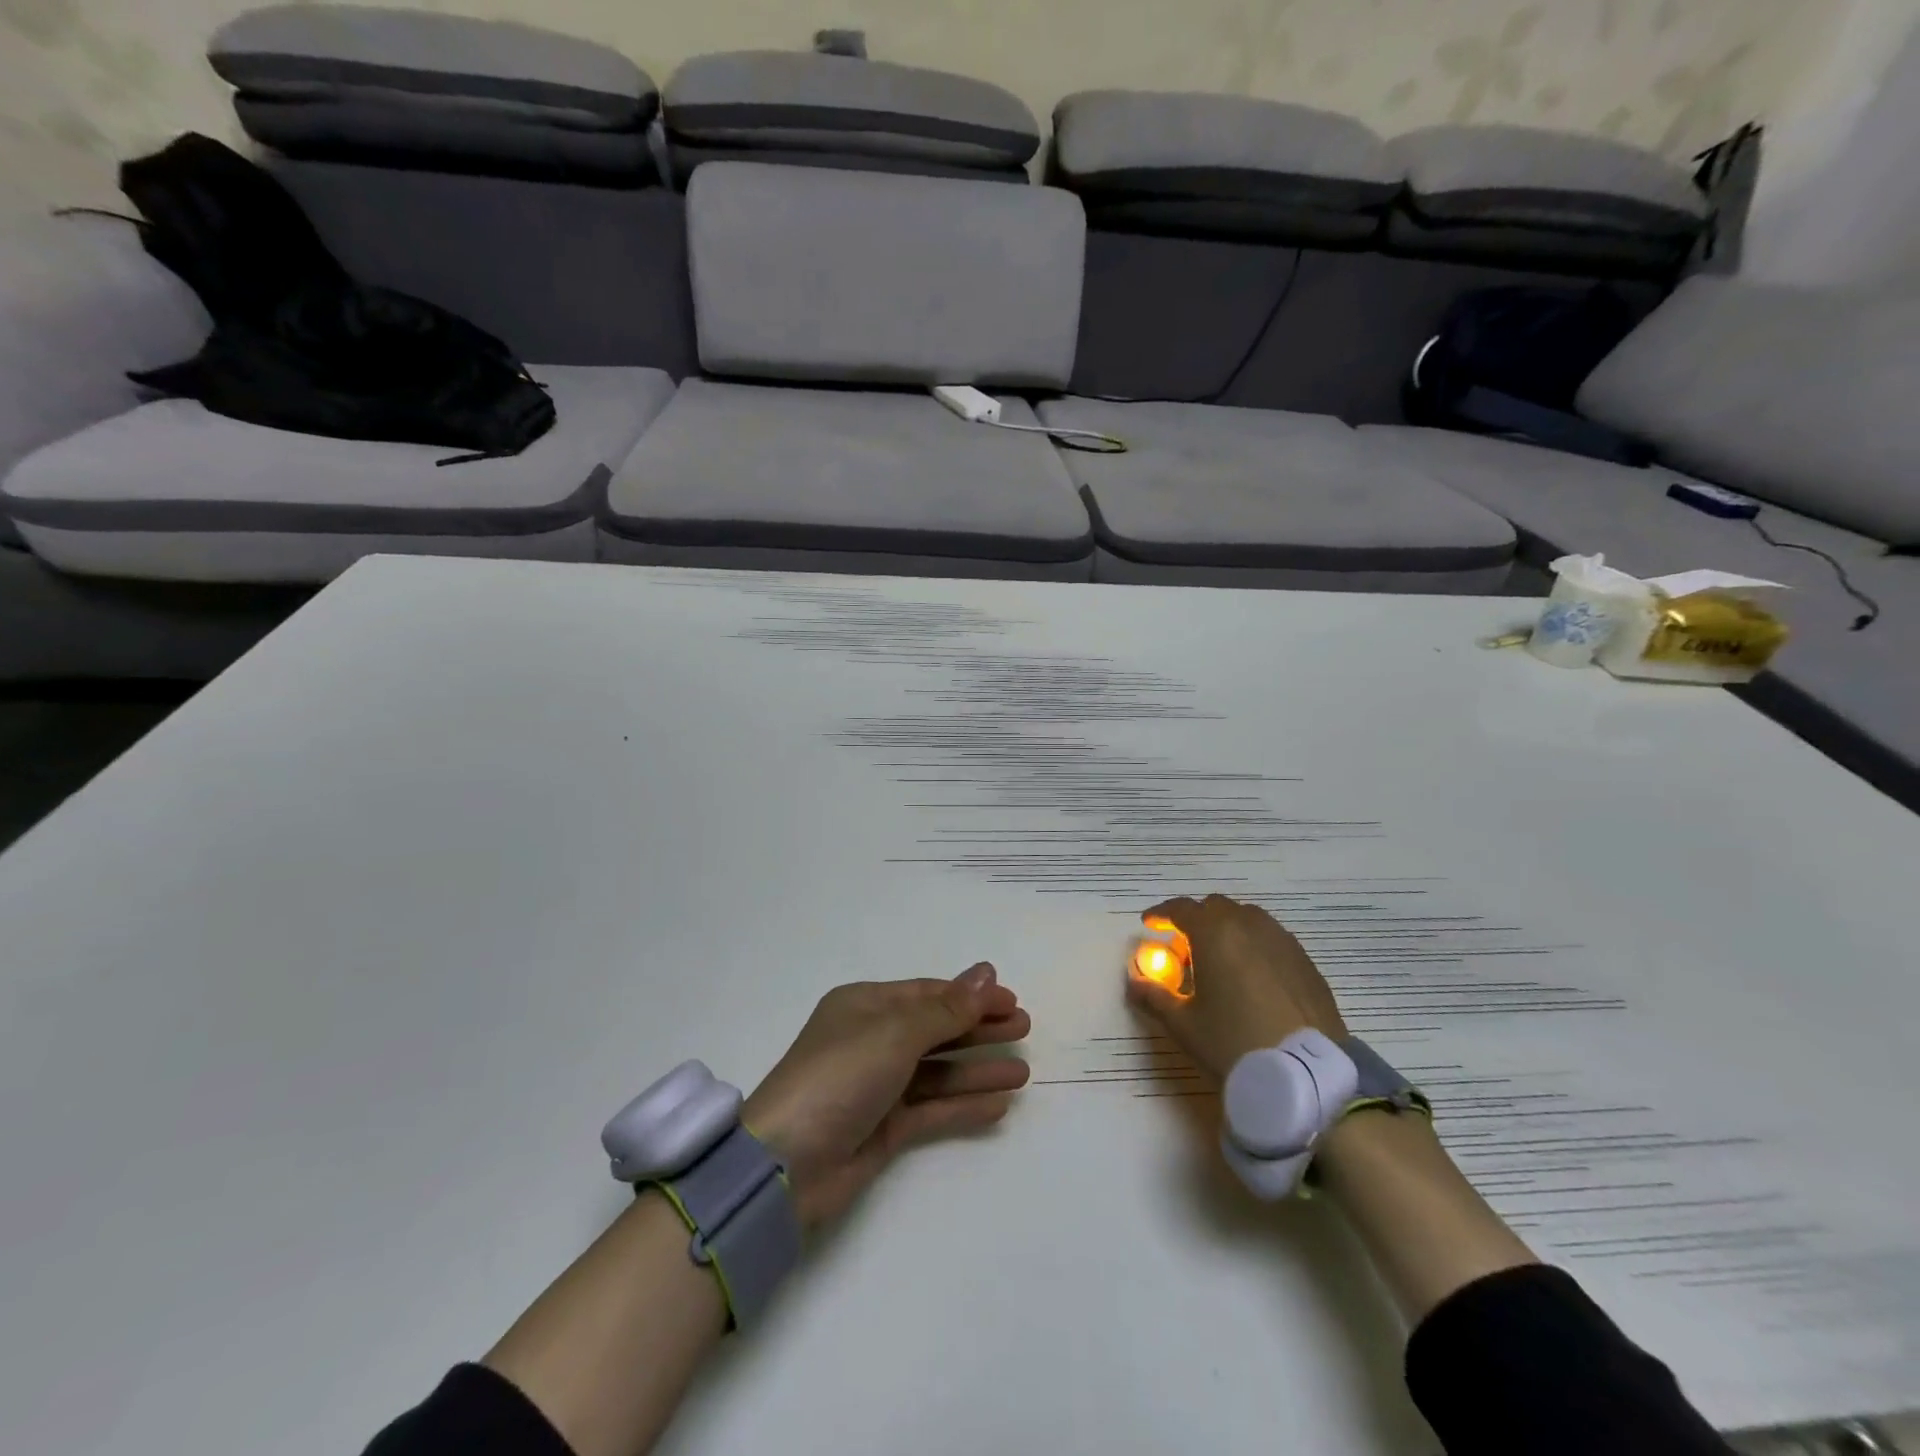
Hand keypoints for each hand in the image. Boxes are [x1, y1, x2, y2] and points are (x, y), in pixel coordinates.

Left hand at [743, 964, 1030, 1229]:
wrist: (786, 1164)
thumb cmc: (839, 1076)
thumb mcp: (895, 1033)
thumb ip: (946, 1010)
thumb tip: (986, 973)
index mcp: (865, 1006)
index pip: (927, 994)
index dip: (970, 995)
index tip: (1011, 1000)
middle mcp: (872, 1040)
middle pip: (936, 1029)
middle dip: (979, 1029)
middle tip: (1024, 1029)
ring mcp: (877, 1086)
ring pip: (938, 1071)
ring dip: (978, 1070)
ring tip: (1023, 1072)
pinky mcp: (883, 1128)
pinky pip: (931, 1109)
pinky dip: (962, 1105)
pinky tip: (998, 1105)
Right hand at [1125, 894, 1346, 1080]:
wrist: (1307, 1074)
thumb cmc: (1234, 1043)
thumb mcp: (1184, 1025)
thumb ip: (1154, 996)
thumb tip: (1134, 981)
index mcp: (1215, 933)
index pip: (1181, 908)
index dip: (1161, 914)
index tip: (1149, 925)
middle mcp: (1249, 925)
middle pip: (1216, 908)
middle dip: (1196, 920)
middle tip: (1184, 948)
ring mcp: (1282, 941)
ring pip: (1248, 919)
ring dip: (1228, 929)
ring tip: (1220, 960)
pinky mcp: (1306, 962)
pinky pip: (1272, 939)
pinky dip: (1255, 946)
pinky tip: (1253, 977)